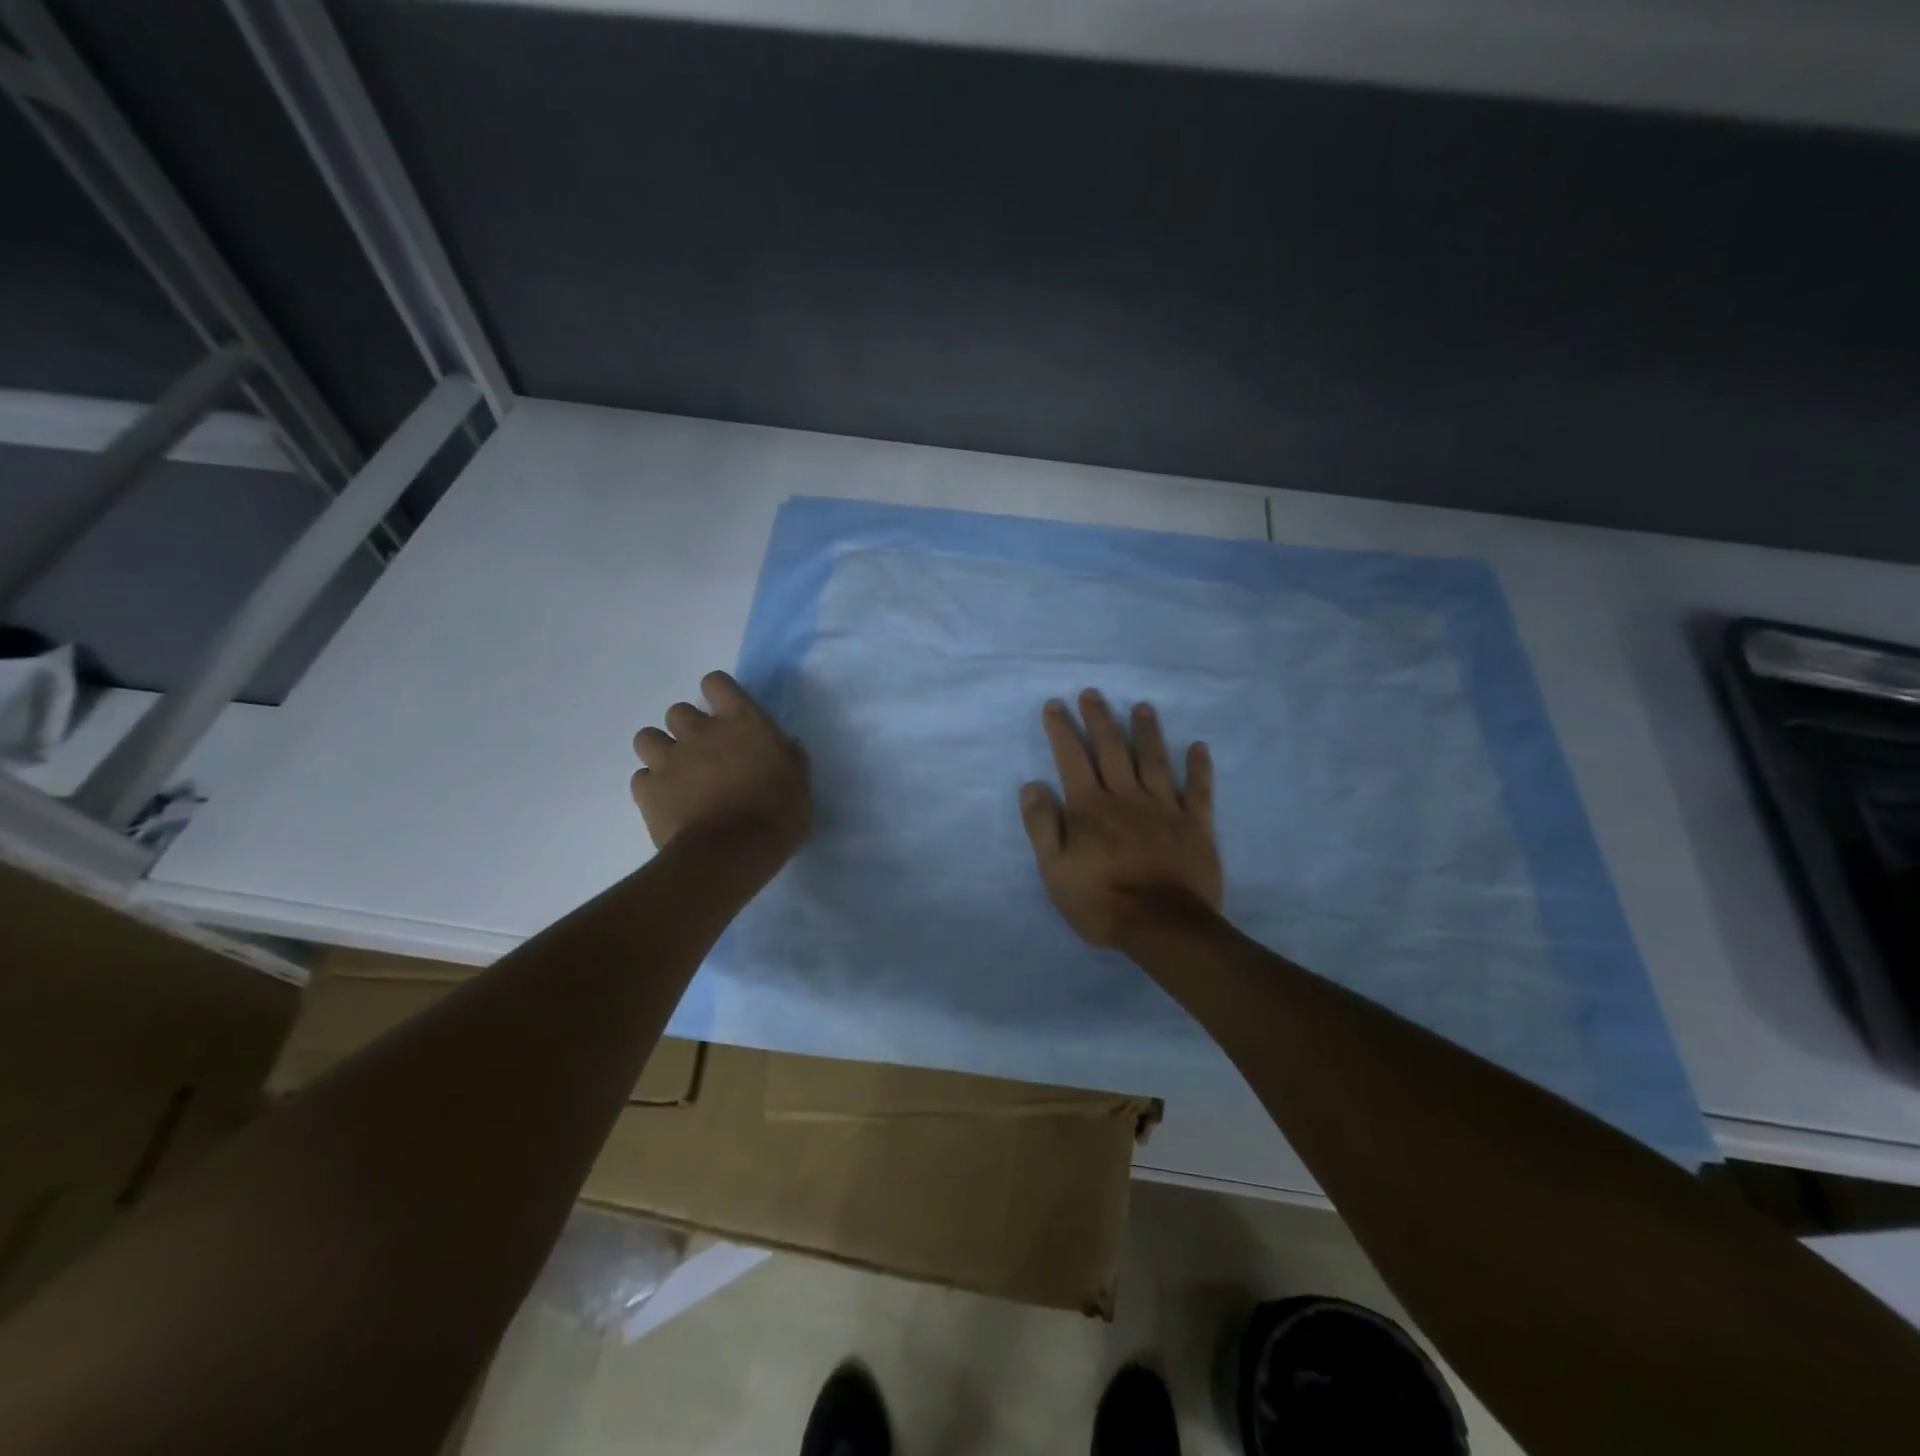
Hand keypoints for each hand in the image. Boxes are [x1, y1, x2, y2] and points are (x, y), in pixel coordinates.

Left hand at [630, 671, 810, 860]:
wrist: (731, 853)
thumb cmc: (777, 815)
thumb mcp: (800, 784)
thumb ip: (791, 758)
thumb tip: (787, 745)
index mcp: (741, 722)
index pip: (716, 683)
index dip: (718, 694)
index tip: (726, 713)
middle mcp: (700, 731)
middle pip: (679, 710)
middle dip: (688, 728)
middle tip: (704, 753)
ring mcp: (669, 759)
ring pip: (647, 737)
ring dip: (661, 750)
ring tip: (677, 773)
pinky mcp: (647, 789)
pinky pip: (641, 777)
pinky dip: (652, 786)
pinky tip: (668, 801)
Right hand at [1019, 690, 1222, 949]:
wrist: (1163, 926)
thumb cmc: (1101, 901)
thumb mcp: (1054, 870)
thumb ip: (1042, 826)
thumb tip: (1032, 785)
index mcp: (1090, 808)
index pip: (1072, 759)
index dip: (1063, 730)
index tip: (1056, 705)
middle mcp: (1126, 797)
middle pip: (1111, 749)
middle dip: (1100, 719)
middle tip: (1093, 693)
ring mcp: (1164, 808)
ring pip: (1153, 760)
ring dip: (1146, 731)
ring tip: (1141, 707)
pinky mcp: (1194, 825)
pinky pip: (1197, 790)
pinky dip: (1198, 767)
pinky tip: (1198, 747)